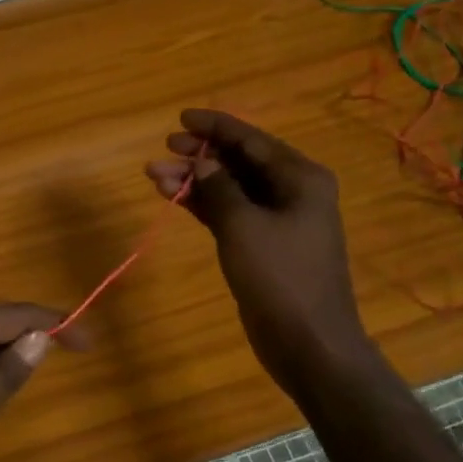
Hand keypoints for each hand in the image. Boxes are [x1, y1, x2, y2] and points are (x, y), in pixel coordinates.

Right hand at [148, 109, 371, 391]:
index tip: (181, 118)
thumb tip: (200, 163)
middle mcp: (292, 192)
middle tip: (164, 148)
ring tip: (154, 175)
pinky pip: (229, 214)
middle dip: (200, 155)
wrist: (308, 343)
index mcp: (300, 178)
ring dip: (195, 181)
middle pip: (240, 162)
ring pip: (230, 189)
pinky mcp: (262, 246)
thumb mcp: (243, 227)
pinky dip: (203, 205)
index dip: (216, 127)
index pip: (252, 140)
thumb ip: (219, 189)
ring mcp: (278, 221)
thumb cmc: (281, 278)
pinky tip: (173, 197)